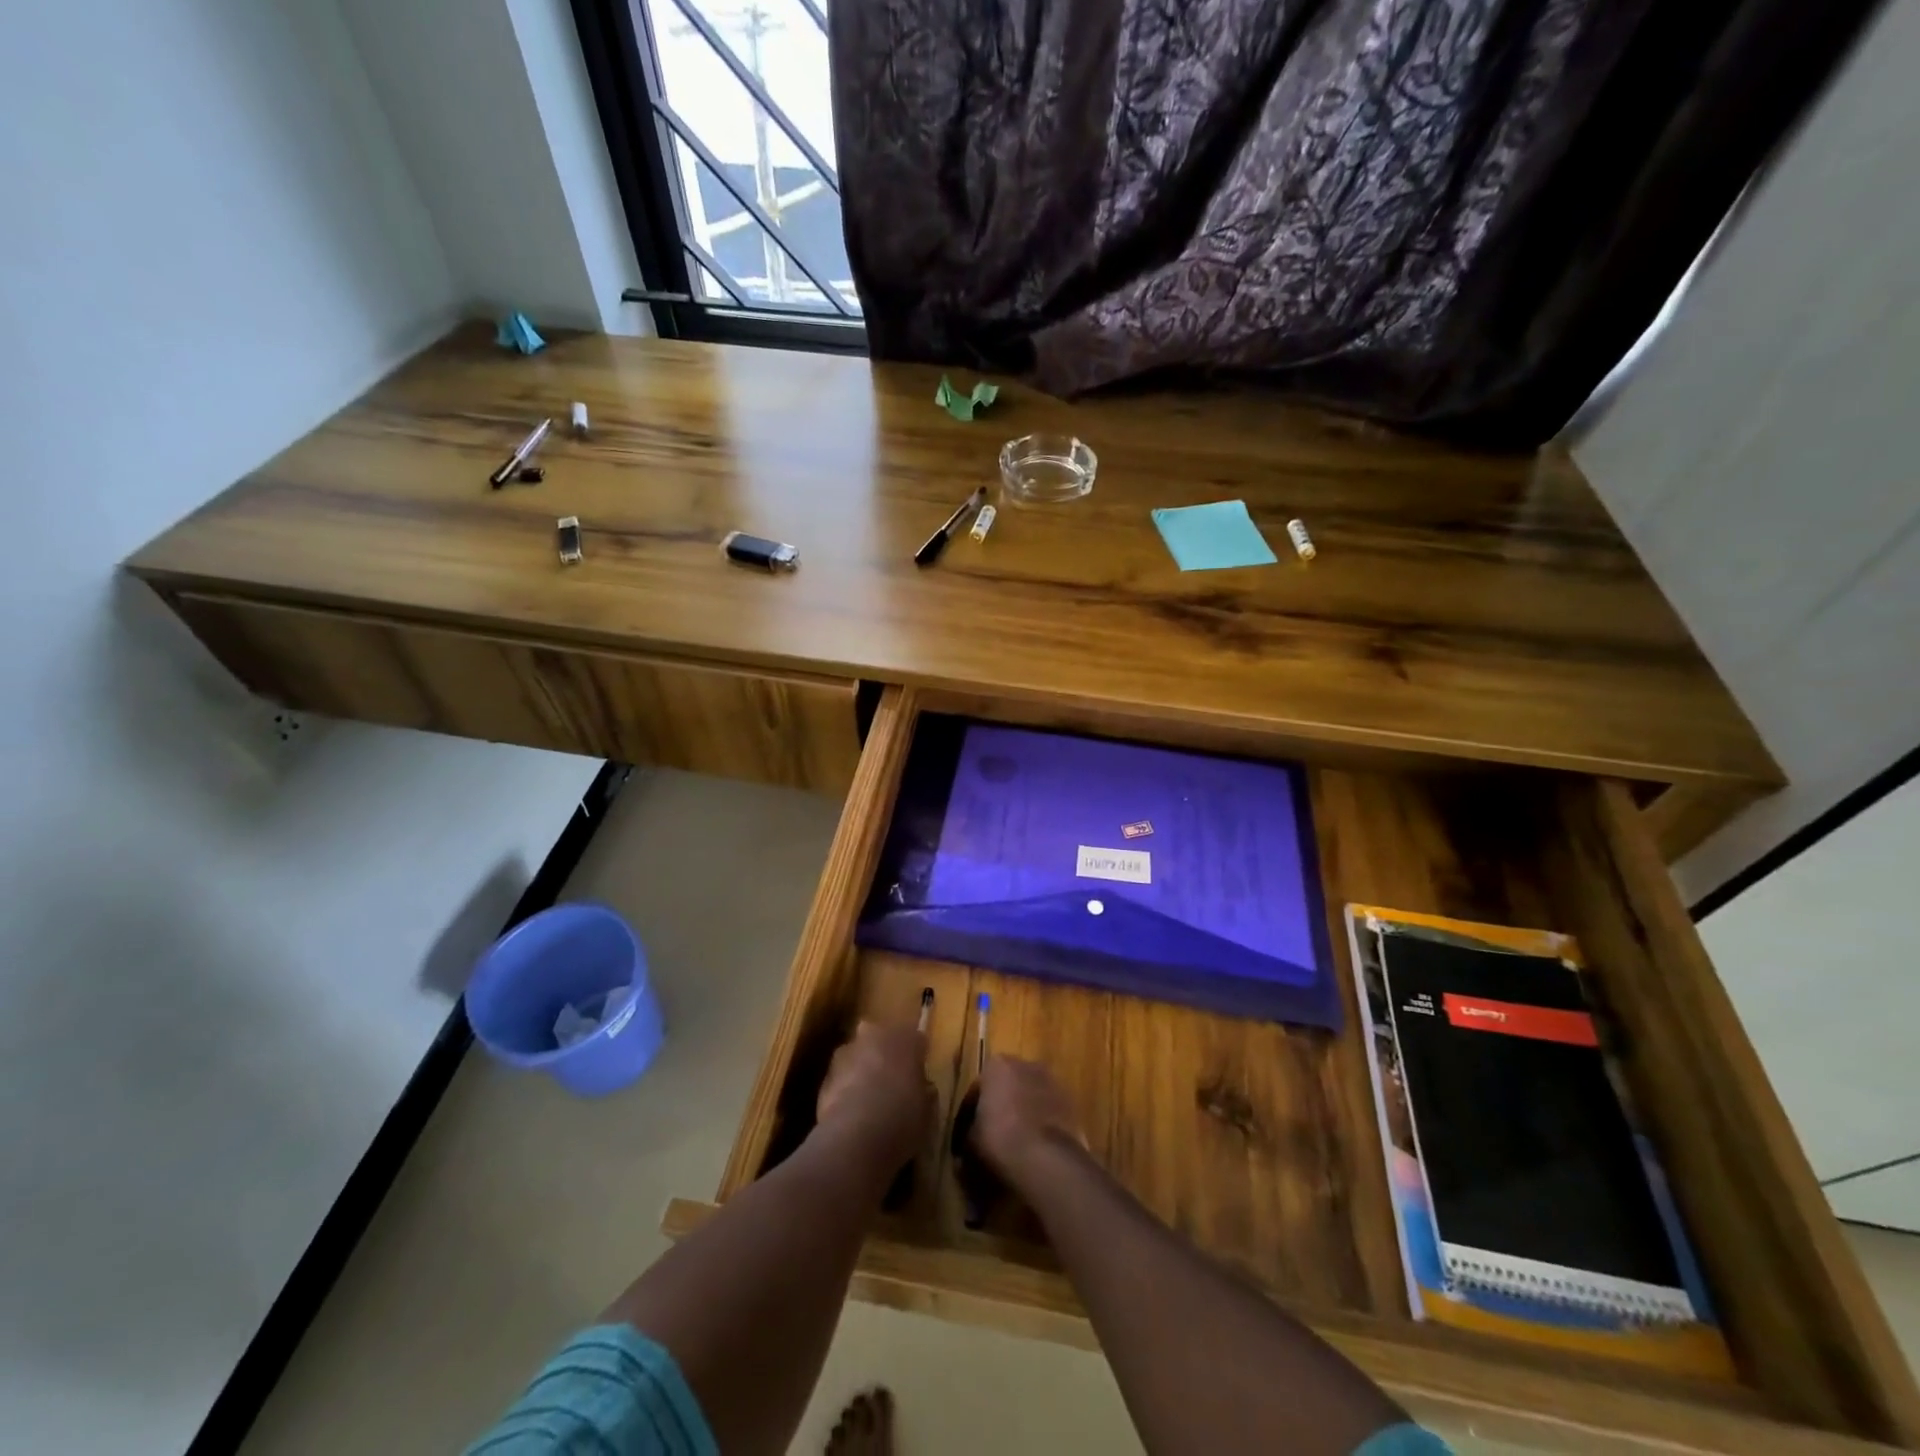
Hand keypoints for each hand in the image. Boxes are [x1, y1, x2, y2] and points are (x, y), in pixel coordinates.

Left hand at [815, 1021, 933, 1170]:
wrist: (855, 1137)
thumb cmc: (902, 1117)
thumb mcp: (927, 1109)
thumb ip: (923, 1091)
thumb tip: (921, 1089)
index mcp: (905, 1038)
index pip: (916, 1040)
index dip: (917, 1058)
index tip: (918, 1077)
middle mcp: (874, 1035)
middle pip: (881, 1040)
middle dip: (885, 1056)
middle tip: (892, 1083)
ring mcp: (846, 1053)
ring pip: (857, 1056)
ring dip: (861, 1070)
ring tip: (868, 1101)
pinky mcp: (824, 1076)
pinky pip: (841, 1078)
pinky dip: (845, 1090)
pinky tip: (851, 1114)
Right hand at [971, 1054, 1086, 1186]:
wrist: (1046, 1158)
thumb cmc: (1000, 1139)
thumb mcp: (970, 1142)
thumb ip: (967, 1138)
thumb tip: (964, 1151)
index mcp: (997, 1065)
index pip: (977, 1089)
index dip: (969, 1115)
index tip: (965, 1137)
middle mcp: (1026, 1064)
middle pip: (1007, 1087)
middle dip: (1000, 1108)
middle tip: (992, 1137)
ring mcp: (1052, 1082)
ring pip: (1030, 1098)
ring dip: (1023, 1115)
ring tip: (1016, 1146)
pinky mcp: (1071, 1103)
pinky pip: (1049, 1113)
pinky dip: (1041, 1125)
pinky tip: (1035, 1149)